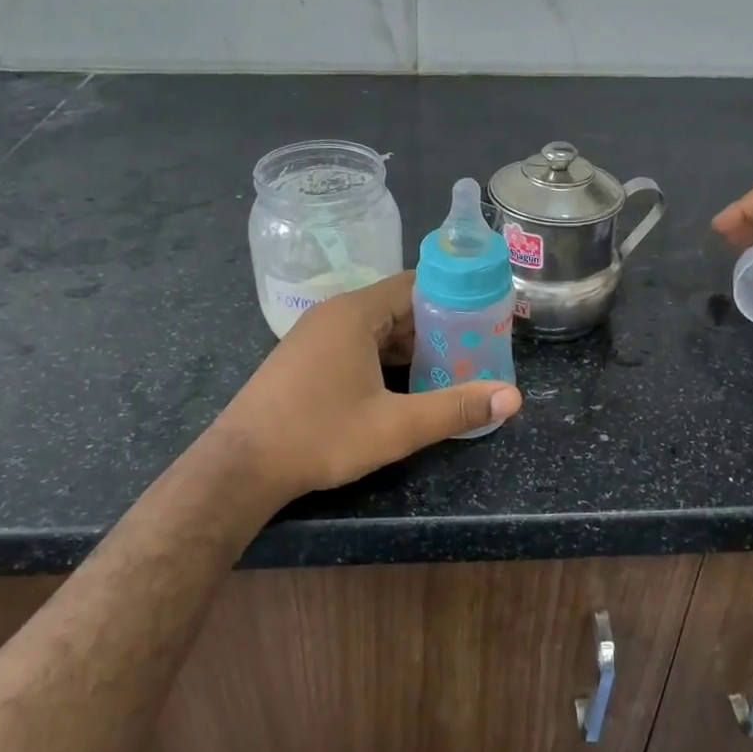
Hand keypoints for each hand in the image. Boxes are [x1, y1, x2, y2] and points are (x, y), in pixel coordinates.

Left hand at [208, 272, 521, 501]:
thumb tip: (512, 398)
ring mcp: (316, 335)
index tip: (486, 318)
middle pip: (399, 306)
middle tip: (476, 350)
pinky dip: (386, 359)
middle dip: (438, 327)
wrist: (240, 467)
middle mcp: (334, 313)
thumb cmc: (318, 436)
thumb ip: (454, 409)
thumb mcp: (395, 427)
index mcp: (355, 313)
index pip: (416, 284)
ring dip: (413, 347)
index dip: (454, 297)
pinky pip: (358, 344)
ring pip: (378, 329)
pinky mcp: (306, 358)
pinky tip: (406, 386)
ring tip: (451, 369)